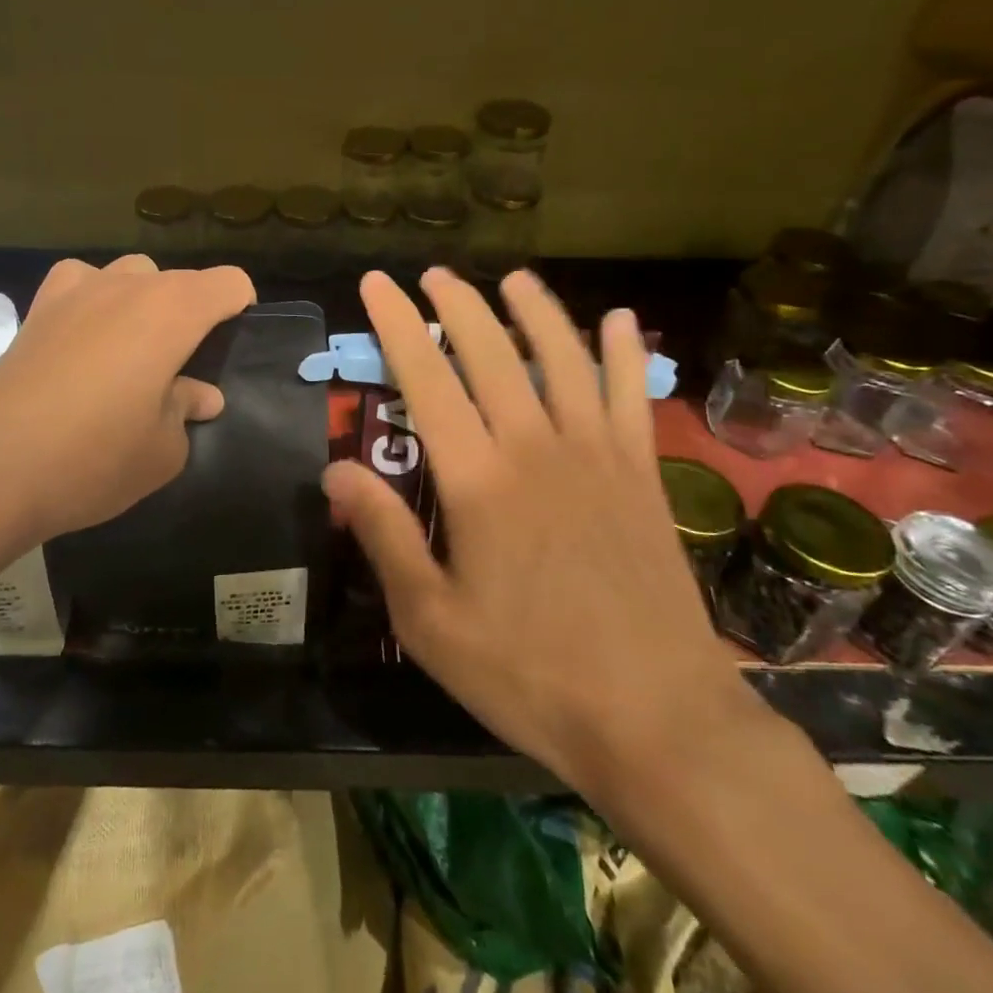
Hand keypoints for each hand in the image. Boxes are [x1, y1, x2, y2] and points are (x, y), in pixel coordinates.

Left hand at [0, 255, 254, 559]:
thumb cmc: (94, 458)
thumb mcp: (163, 450)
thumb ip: (187, 410)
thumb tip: (199, 395)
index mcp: (173, 310)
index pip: (229, 283)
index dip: (240, 310)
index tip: (230, 350)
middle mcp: (127, 285)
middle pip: (178, 280)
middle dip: (190, 313)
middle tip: (181, 368)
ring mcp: (76, 291)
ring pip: (129, 275)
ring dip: (142, 303)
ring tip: (132, 354)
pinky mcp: (36, 309)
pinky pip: (80, 285)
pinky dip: (93, 302)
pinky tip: (84, 342)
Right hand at [324, 268, 754, 797]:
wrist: (656, 718)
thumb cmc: (529, 672)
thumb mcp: (430, 620)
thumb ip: (384, 536)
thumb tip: (335, 470)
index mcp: (477, 480)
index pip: (426, 378)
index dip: (397, 325)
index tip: (377, 283)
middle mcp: (535, 447)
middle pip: (492, 352)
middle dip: (457, 305)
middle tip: (433, 274)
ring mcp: (596, 455)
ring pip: (562, 358)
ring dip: (535, 311)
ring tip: (513, 278)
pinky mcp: (642, 475)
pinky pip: (632, 397)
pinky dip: (626, 355)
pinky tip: (623, 321)